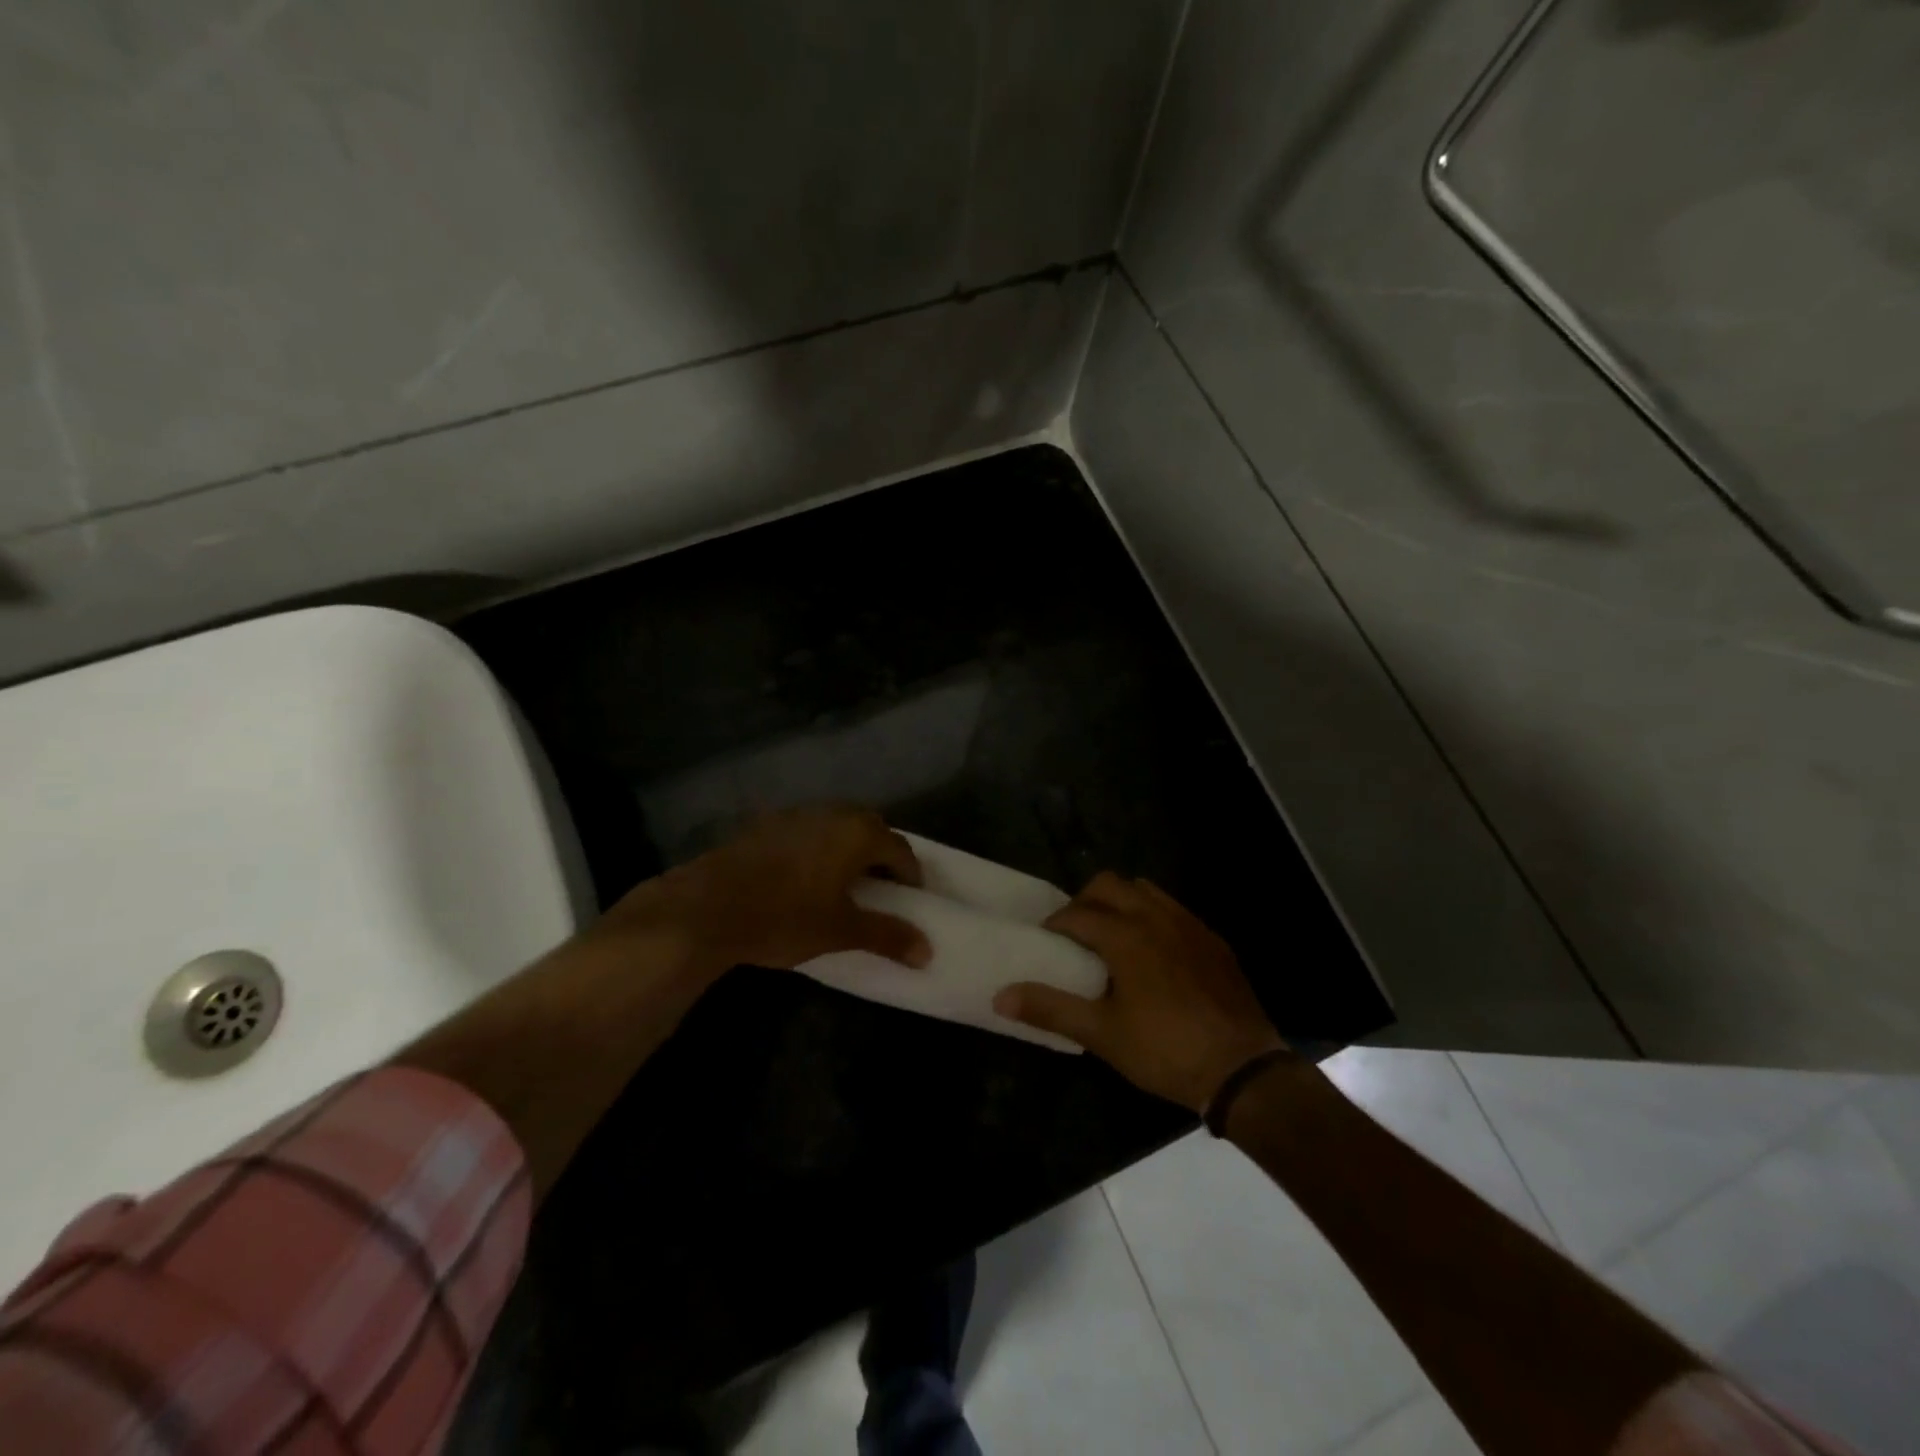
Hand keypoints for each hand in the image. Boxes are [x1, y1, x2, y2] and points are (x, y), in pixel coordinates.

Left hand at [603, 806, 931, 974]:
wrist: (706, 908)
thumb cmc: (785, 917)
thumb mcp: (841, 931)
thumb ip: (887, 936)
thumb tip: (928, 951)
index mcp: (857, 832)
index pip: (900, 849)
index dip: (910, 875)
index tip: (911, 899)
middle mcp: (831, 813)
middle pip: (870, 828)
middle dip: (881, 855)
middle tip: (882, 888)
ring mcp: (795, 815)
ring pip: (836, 826)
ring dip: (848, 848)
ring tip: (844, 882)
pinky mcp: (765, 825)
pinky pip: (807, 831)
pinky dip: (817, 849)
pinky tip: (804, 877)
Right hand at [994, 873, 1287, 1112]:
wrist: (1242, 1069)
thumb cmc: (1164, 1050)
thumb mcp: (1101, 1034)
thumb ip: (1050, 1008)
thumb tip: (1000, 995)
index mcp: (1125, 935)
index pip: (1076, 913)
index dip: (1054, 924)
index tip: (1045, 942)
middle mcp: (1155, 916)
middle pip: (1108, 884)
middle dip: (1084, 901)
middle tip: (1075, 935)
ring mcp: (1188, 924)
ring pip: (1144, 889)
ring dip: (1120, 902)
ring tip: (1112, 938)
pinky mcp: (1212, 939)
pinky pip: (1173, 909)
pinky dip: (1152, 916)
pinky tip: (1153, 953)